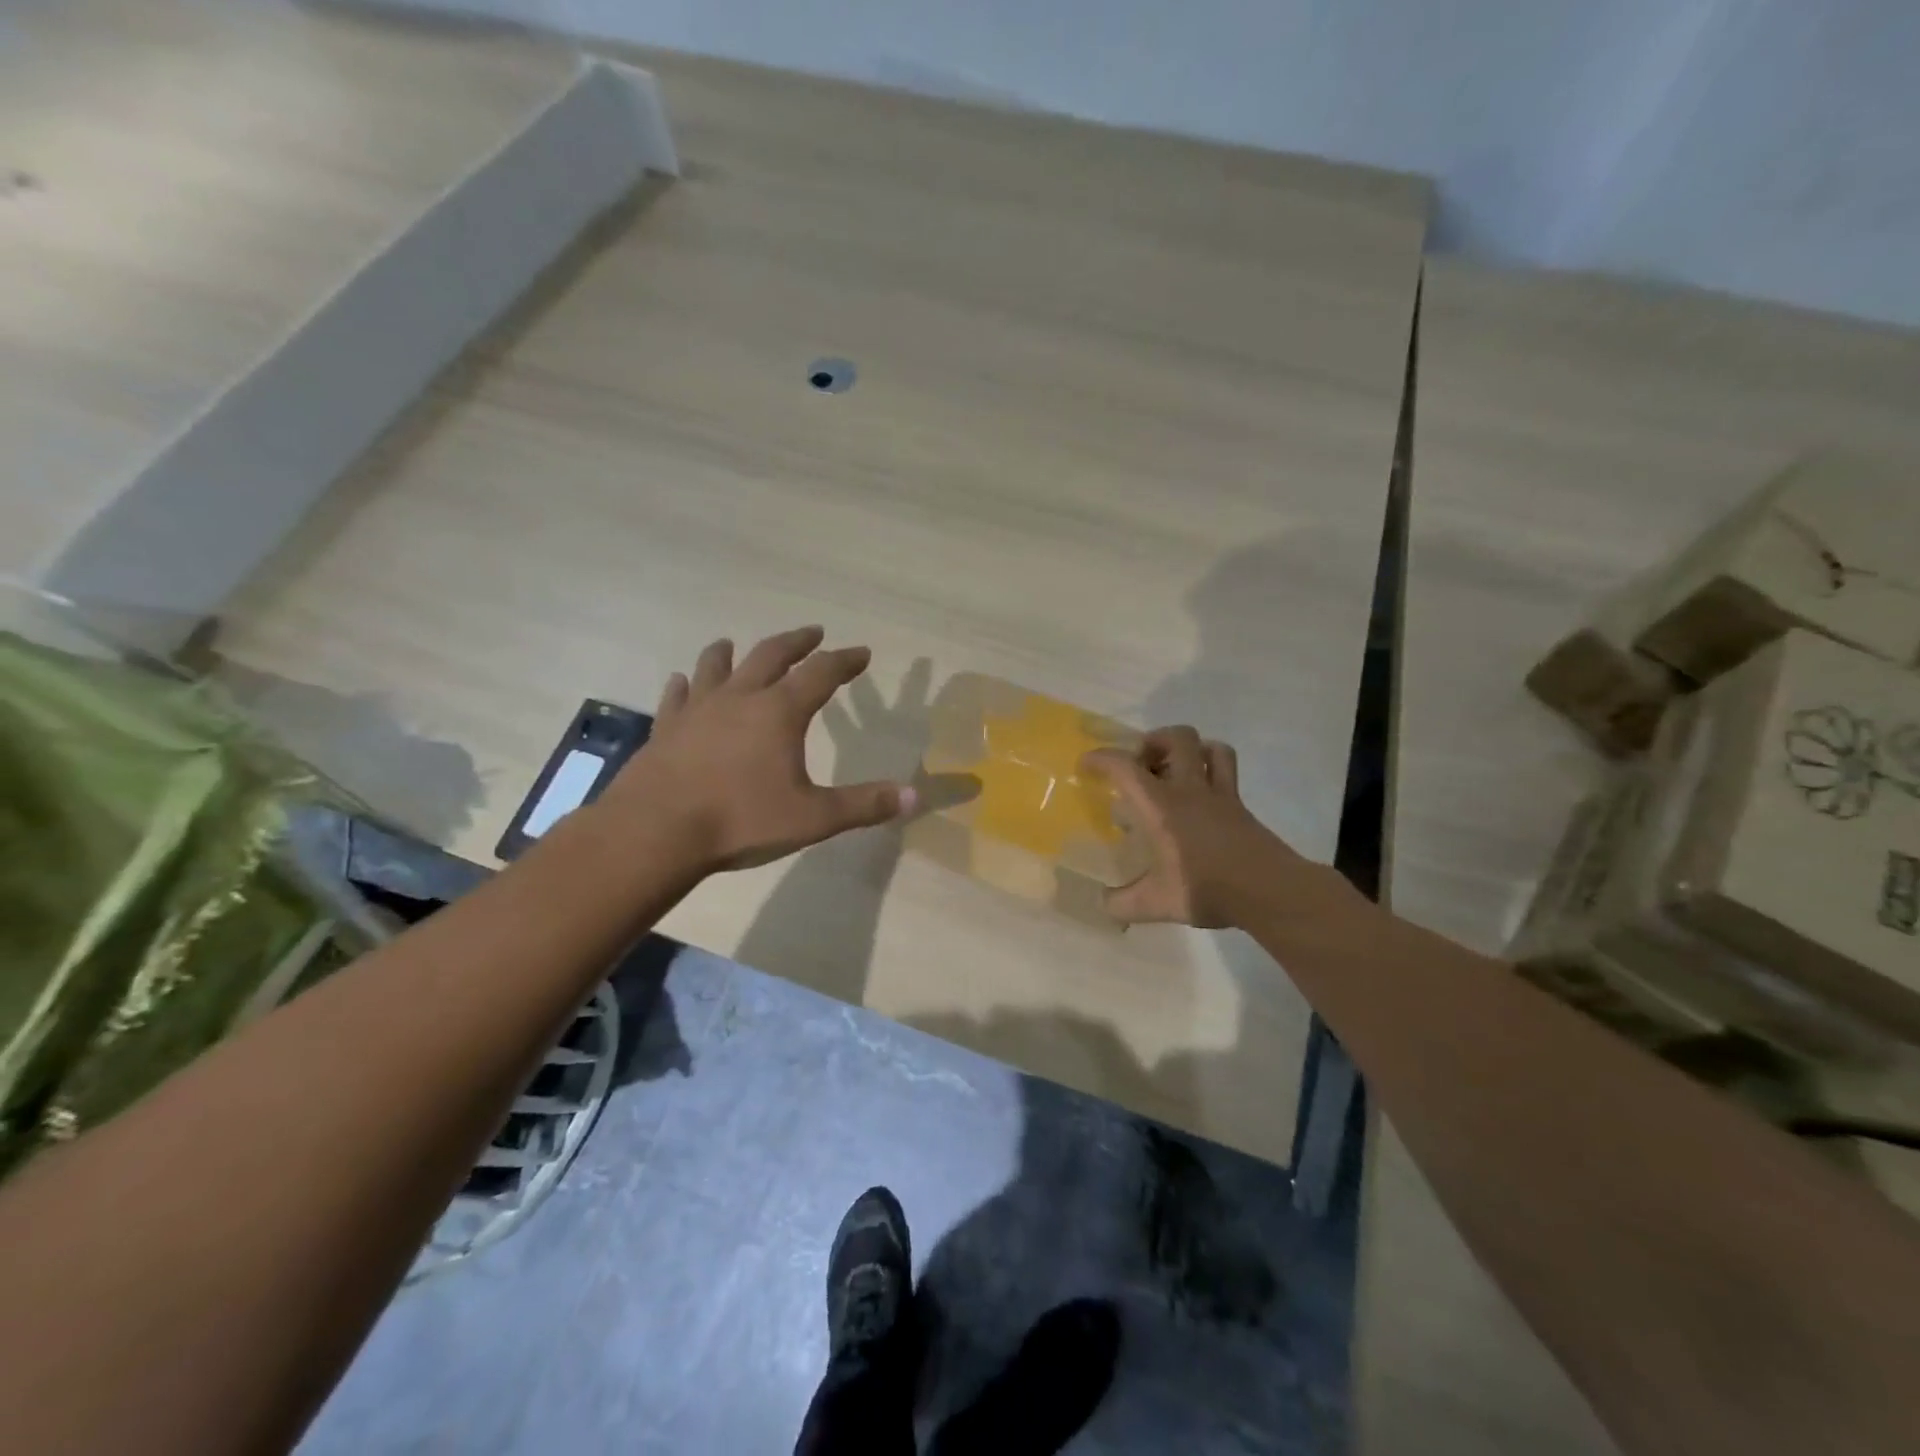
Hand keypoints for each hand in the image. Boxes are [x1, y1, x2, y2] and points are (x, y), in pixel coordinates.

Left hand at [603, 626, 916, 872]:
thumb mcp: (813, 818)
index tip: (861, 652)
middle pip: (771, 656)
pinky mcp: (666, 729)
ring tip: (734, 643)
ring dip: (731, 652)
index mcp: (780, 712)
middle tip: (813, 632)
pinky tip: (681, 681)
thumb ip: (863, 805)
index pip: (822, 674)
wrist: (656, 832)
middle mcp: (740, 699)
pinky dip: (685, 685)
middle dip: (796, 642)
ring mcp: (698, 710)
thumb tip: (913, 797)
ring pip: (716, 667)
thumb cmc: (741, 821)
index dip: (845, 661)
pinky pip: (677, 697)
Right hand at [1083, 727, 1289, 927]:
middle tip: (1141, 765)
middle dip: (1154, 741)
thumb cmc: (1206, 888)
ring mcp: (1221, 794)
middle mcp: (1190, 789)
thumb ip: (1122, 903)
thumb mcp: (1156, 904)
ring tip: (1174, 770)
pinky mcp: (1241, 806)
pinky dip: (1211, 771)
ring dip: (1190, 750)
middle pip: (1177, 738)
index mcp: (1161, 806)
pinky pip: (1227, 772)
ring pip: (1211, 747)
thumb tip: (1102, 904)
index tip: (1086, 765)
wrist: (1269, 890)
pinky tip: (1201, 797)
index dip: (1101, 758)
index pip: (1125, 767)